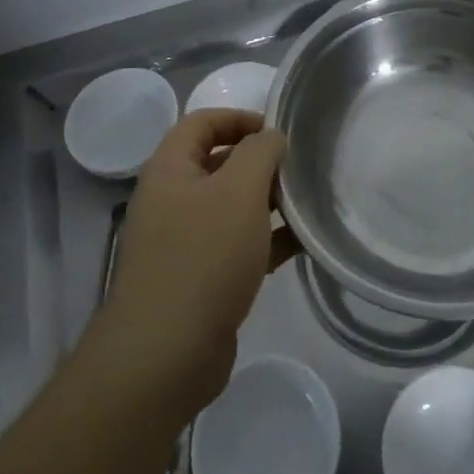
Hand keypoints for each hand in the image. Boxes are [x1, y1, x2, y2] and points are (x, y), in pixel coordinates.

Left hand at [91, 109, 296, 419]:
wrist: (165, 355)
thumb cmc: (203, 256)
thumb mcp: (240, 189)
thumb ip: (261, 152)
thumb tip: (271, 139)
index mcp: (170, 169)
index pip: (202, 122)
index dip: (240, 118)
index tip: (278, 131)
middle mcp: (171, 199)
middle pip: (219, 164)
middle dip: (260, 163)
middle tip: (299, 169)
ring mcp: (182, 242)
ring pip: (231, 208)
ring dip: (268, 203)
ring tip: (308, 204)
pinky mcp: (198, 280)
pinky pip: (236, 246)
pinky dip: (266, 241)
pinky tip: (302, 244)